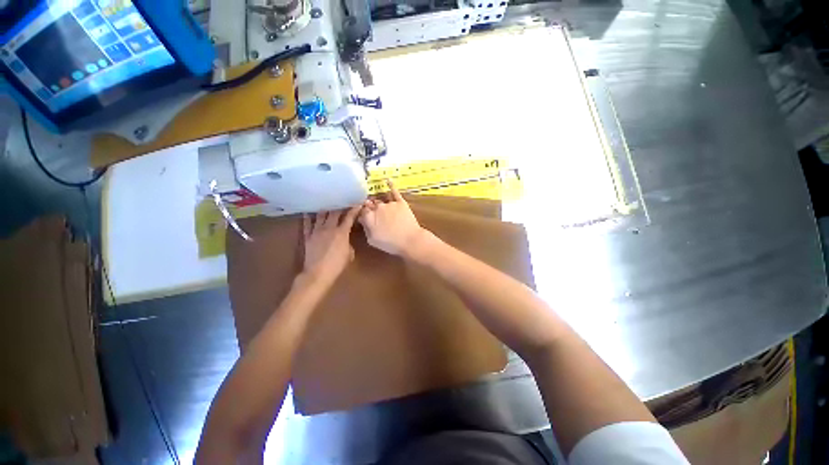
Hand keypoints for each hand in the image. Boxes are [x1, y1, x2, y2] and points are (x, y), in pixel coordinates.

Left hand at [302, 207, 360, 282]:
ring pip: (321, 215)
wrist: (318, 273)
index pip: (349, 218)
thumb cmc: (337, 265)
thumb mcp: (349, 254)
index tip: (357, 203)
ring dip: (325, 208)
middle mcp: (329, 228)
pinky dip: (308, 216)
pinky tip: (309, 211)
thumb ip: (348, 244)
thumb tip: (345, 241)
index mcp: (342, 232)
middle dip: (339, 206)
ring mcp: (317, 231)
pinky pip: (307, 223)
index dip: (354, 210)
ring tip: (327, 203)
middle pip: (334, 213)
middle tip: (341, 201)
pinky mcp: (307, 236)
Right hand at [359, 180, 425, 256]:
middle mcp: (377, 208)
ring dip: (380, 204)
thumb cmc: (390, 243)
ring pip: (381, 201)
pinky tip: (388, 180)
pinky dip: (390, 185)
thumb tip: (362, 219)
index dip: (363, 213)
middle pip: (371, 204)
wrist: (410, 240)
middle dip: (371, 208)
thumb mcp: (372, 240)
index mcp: (369, 217)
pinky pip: (394, 191)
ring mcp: (389, 204)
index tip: (365, 216)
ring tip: (384, 210)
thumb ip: (365, 228)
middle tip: (376, 215)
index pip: (362, 211)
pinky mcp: (400, 202)